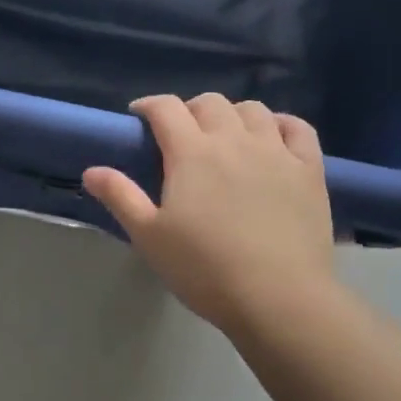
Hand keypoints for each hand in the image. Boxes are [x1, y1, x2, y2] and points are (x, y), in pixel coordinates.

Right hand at [82, 93, 336, 332]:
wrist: (279, 298)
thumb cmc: (206, 269)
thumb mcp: (150, 237)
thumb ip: (120, 197)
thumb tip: (91, 170)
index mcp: (191, 152)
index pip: (166, 108)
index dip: (149, 106)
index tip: (140, 118)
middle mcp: (234, 139)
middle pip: (210, 102)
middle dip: (190, 109)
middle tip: (182, 135)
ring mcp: (276, 150)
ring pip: (253, 109)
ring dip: (234, 114)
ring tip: (227, 136)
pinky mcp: (309, 168)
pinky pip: (297, 127)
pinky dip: (282, 123)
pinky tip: (273, 137)